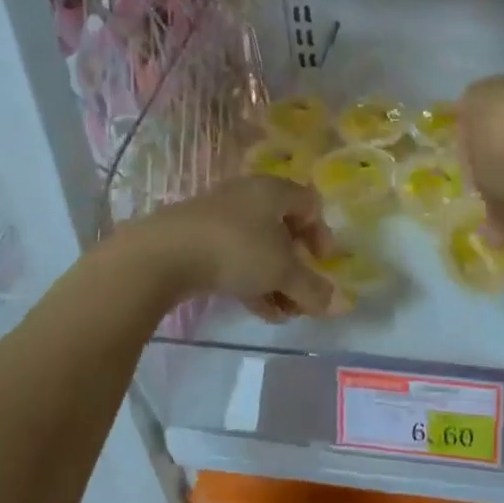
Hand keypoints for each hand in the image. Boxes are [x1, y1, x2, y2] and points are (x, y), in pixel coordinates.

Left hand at [137, 176, 338, 321]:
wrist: (161, 254)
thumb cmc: (235, 249)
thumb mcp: (281, 272)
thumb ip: (313, 288)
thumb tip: (341, 305)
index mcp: (273, 190)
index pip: (310, 205)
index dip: (322, 236)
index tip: (321, 265)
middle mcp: (248, 195)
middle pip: (284, 229)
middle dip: (297, 267)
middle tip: (302, 295)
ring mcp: (219, 216)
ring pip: (258, 247)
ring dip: (275, 279)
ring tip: (281, 312)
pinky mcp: (196, 237)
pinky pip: (234, 256)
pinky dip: (250, 280)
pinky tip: (257, 309)